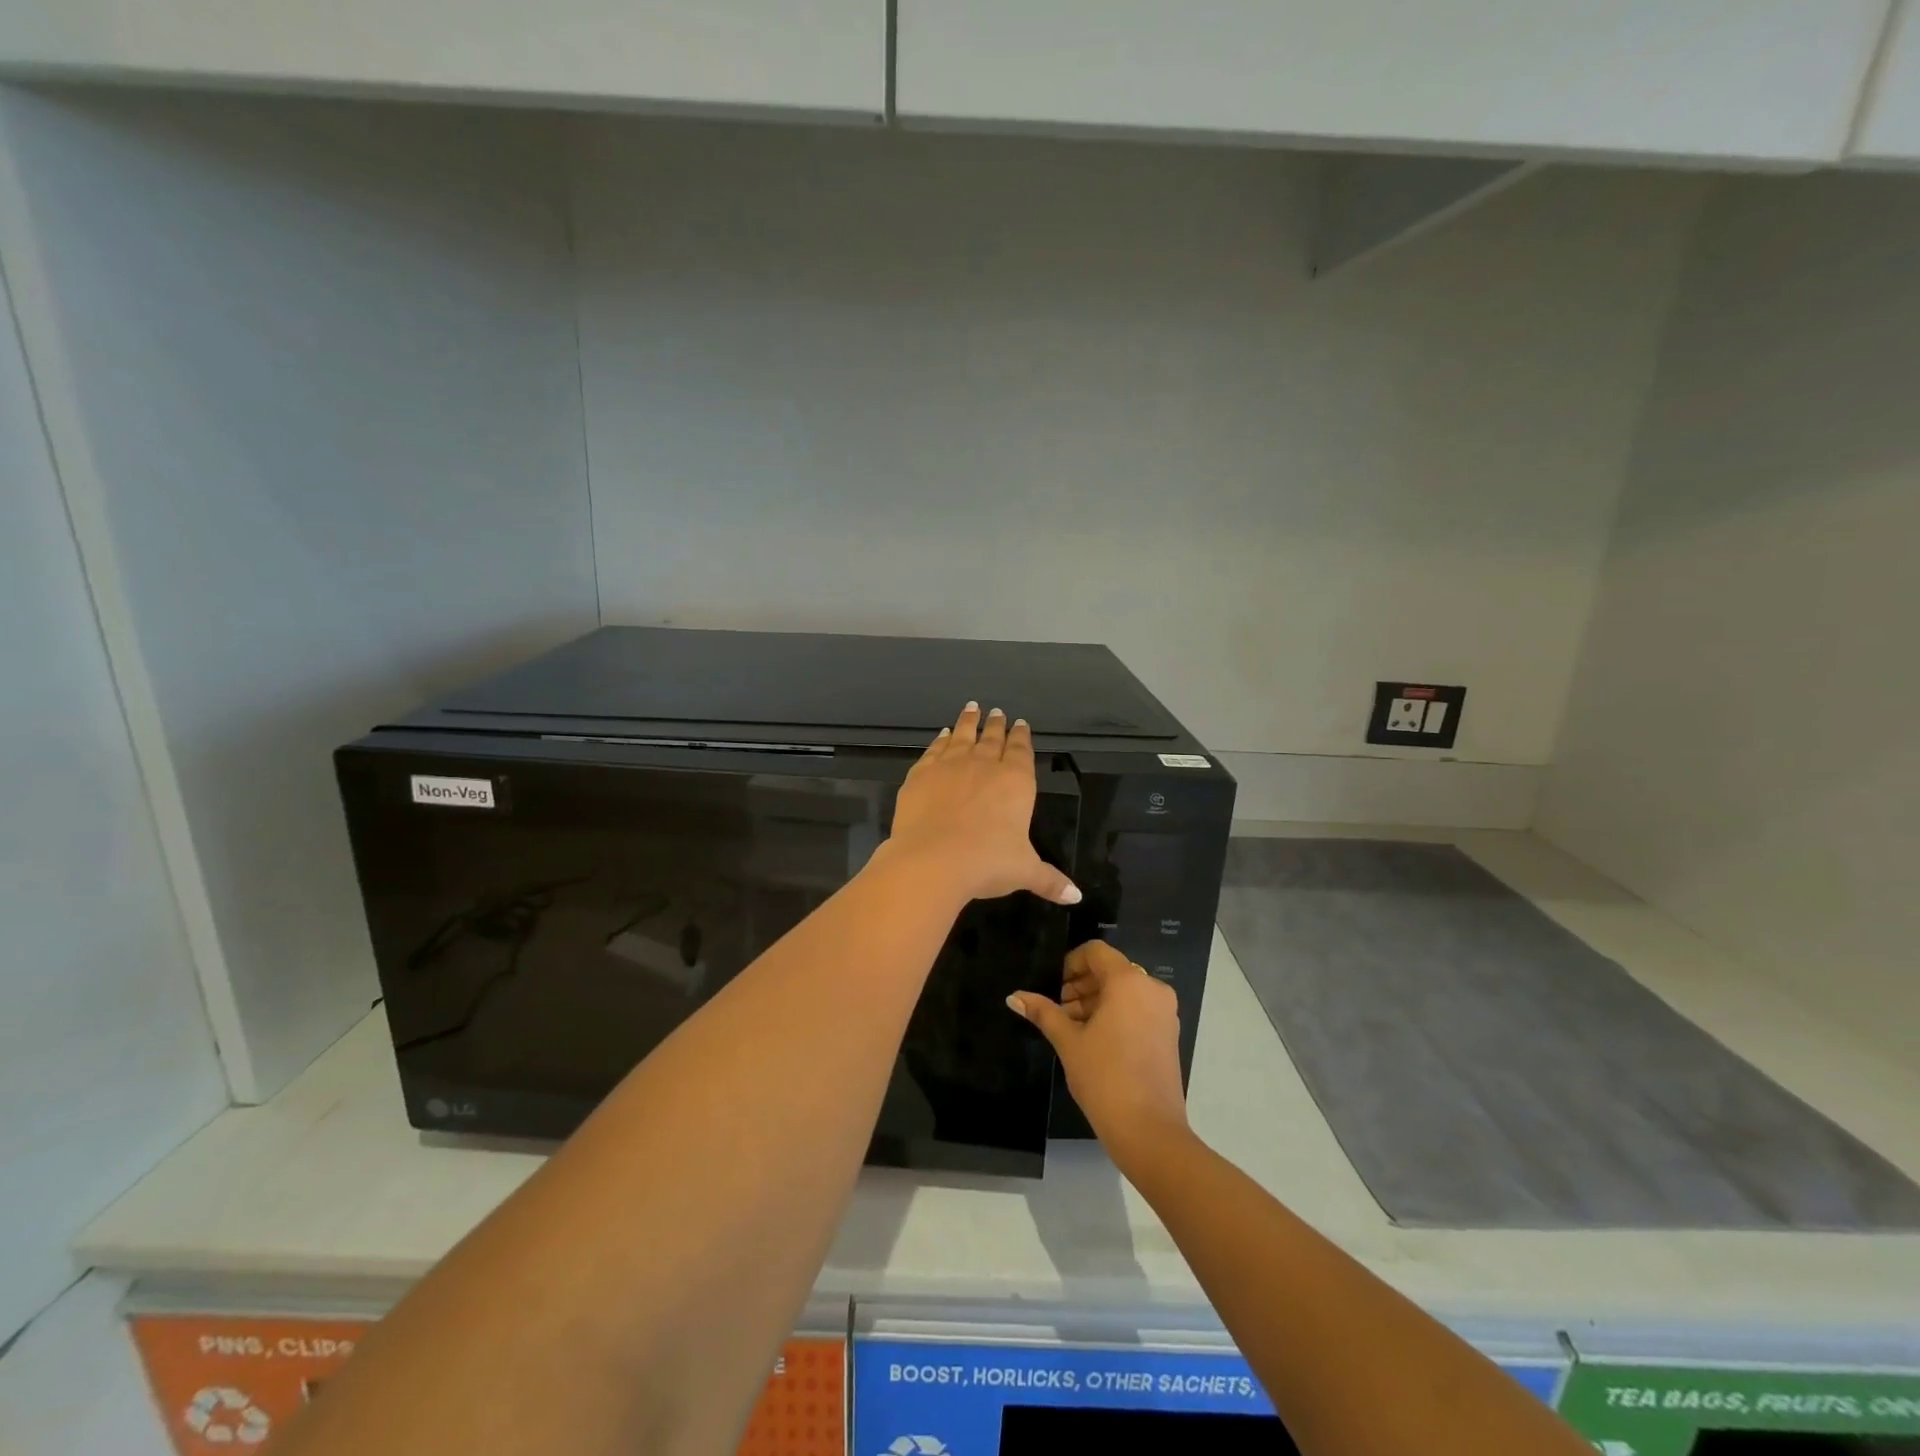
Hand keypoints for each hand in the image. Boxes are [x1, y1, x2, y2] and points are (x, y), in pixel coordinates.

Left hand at [882, 703, 1080, 906]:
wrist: (933, 859)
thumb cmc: (987, 863)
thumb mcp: (1024, 872)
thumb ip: (1049, 879)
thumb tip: (1076, 896)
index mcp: (1015, 782)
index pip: (1022, 751)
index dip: (1022, 737)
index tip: (1021, 723)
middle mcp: (985, 765)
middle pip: (993, 738)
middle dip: (997, 725)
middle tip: (998, 711)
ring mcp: (950, 765)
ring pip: (963, 736)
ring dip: (969, 721)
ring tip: (973, 708)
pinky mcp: (921, 773)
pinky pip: (934, 750)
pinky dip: (940, 740)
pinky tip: (943, 735)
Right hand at [1007, 939, 1190, 1169]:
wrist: (1150, 1131)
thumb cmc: (1105, 1077)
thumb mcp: (1068, 1042)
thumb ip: (1043, 1012)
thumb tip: (1014, 997)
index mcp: (1129, 982)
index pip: (1096, 952)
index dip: (1070, 963)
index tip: (1053, 987)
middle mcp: (1152, 989)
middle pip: (1110, 970)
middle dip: (1081, 985)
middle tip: (1057, 1011)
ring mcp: (1164, 1012)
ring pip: (1124, 991)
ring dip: (1095, 1001)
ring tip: (1071, 1029)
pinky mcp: (1168, 1034)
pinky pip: (1137, 1009)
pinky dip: (1115, 1015)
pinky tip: (1093, 1041)